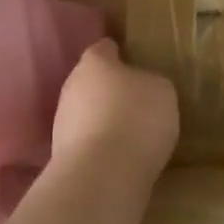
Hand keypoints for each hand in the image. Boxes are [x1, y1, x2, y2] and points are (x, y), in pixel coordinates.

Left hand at [51, 39, 178, 185]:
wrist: (102, 174)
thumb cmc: (136, 118)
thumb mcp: (162, 92)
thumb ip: (151, 83)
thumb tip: (143, 87)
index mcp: (94, 62)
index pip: (104, 48)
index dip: (120, 53)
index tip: (134, 60)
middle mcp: (71, 87)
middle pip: (91, 82)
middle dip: (110, 90)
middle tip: (136, 100)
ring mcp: (61, 123)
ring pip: (86, 113)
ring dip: (103, 120)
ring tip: (130, 133)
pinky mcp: (62, 155)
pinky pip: (87, 142)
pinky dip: (100, 146)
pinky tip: (120, 157)